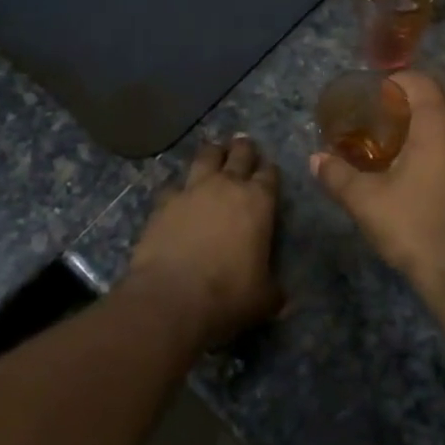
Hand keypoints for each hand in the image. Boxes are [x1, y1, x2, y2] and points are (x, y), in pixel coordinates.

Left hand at [125, 136, 283, 347]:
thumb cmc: (228, 296)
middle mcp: (227, 186)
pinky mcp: (163, 203)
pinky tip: (177, 194)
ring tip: (214, 152)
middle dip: (244, 149)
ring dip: (212, 153)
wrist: (171, 299)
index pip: (270, 174)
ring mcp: (192, 190)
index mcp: (259, 202)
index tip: (269, 170)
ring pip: (205, 157)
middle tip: (244, 145)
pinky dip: (178, 187)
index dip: (270, 171)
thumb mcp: (264, 298)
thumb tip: (281, 297)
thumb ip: (273, 289)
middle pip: (239, 154)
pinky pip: (173, 185)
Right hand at [311, 70, 444, 296]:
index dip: (396, 81)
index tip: (376, 93)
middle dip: (410, 109)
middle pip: (438, 104)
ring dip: (431, 132)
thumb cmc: (414, 226)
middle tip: (382, 125)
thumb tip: (314, 159)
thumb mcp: (367, 201)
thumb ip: (338, 175)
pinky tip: (428, 176)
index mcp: (440, 124)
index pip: (420, 81)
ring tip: (403, 151)